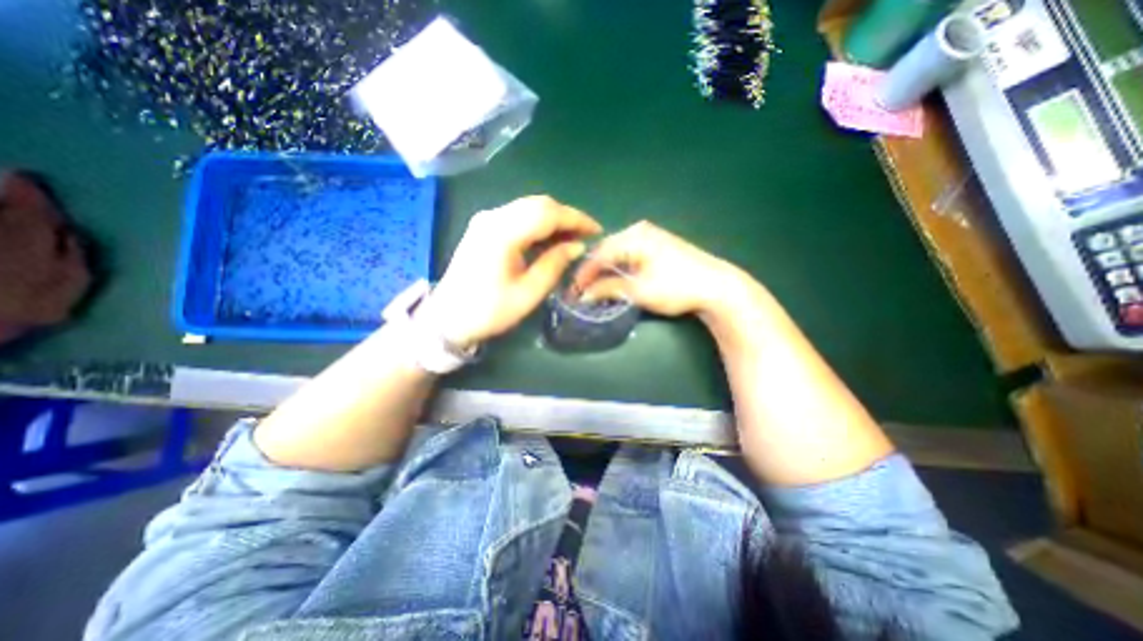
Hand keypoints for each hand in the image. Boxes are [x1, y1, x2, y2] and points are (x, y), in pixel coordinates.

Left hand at [419, 195, 597, 348]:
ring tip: (573, 238)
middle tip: (586, 236)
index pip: (547, 213)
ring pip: (529, 207)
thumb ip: (554, 264)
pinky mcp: (484, 227)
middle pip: (539, 204)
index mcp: (502, 233)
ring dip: (554, 219)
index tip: (597, 231)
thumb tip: (577, 246)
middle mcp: (493, 217)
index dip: (576, 219)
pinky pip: (518, 216)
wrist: (447, 318)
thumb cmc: (488, 311)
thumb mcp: (528, 293)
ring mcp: (486, 220)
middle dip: (567, 217)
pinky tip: (550, 239)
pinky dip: (538, 224)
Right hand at [572, 221, 751, 318]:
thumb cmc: (676, 287)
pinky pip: (630, 254)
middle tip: (582, 291)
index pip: (599, 254)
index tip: (574, 292)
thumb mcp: (639, 291)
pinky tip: (615, 279)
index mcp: (633, 236)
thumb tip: (584, 295)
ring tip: (595, 287)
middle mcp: (639, 230)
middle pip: (607, 250)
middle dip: (594, 272)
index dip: (584, 274)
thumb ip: (608, 289)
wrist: (717, 287)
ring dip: (606, 270)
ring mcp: (650, 235)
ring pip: (618, 253)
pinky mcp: (658, 245)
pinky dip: (620, 268)